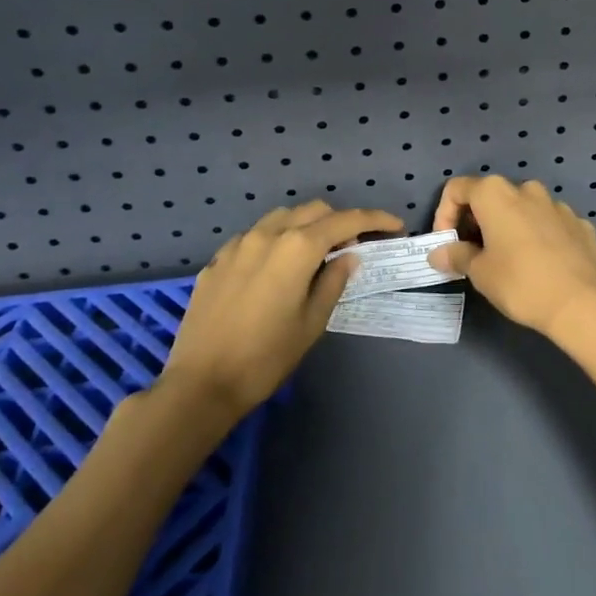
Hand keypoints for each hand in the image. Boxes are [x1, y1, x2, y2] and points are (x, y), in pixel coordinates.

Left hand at [164, 201, 401, 412]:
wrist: (200, 384)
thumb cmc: (266, 357)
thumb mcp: (312, 322)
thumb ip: (334, 281)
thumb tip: (348, 256)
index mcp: (297, 247)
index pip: (346, 221)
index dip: (375, 219)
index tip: (395, 225)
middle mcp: (268, 234)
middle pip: (314, 210)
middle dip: (339, 221)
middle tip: (353, 247)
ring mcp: (238, 244)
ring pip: (282, 217)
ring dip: (306, 225)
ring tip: (314, 253)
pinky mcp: (217, 260)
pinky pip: (254, 236)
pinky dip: (275, 240)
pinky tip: (275, 268)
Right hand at [428, 176, 595, 339]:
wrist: (581, 302)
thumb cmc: (520, 283)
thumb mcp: (480, 273)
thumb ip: (456, 256)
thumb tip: (439, 253)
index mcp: (496, 194)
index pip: (457, 189)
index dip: (444, 214)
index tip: (448, 244)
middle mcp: (527, 190)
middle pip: (492, 196)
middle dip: (477, 221)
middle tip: (474, 254)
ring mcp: (557, 205)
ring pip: (524, 209)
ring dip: (510, 227)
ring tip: (509, 260)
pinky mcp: (580, 223)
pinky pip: (549, 224)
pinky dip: (538, 236)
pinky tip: (541, 264)